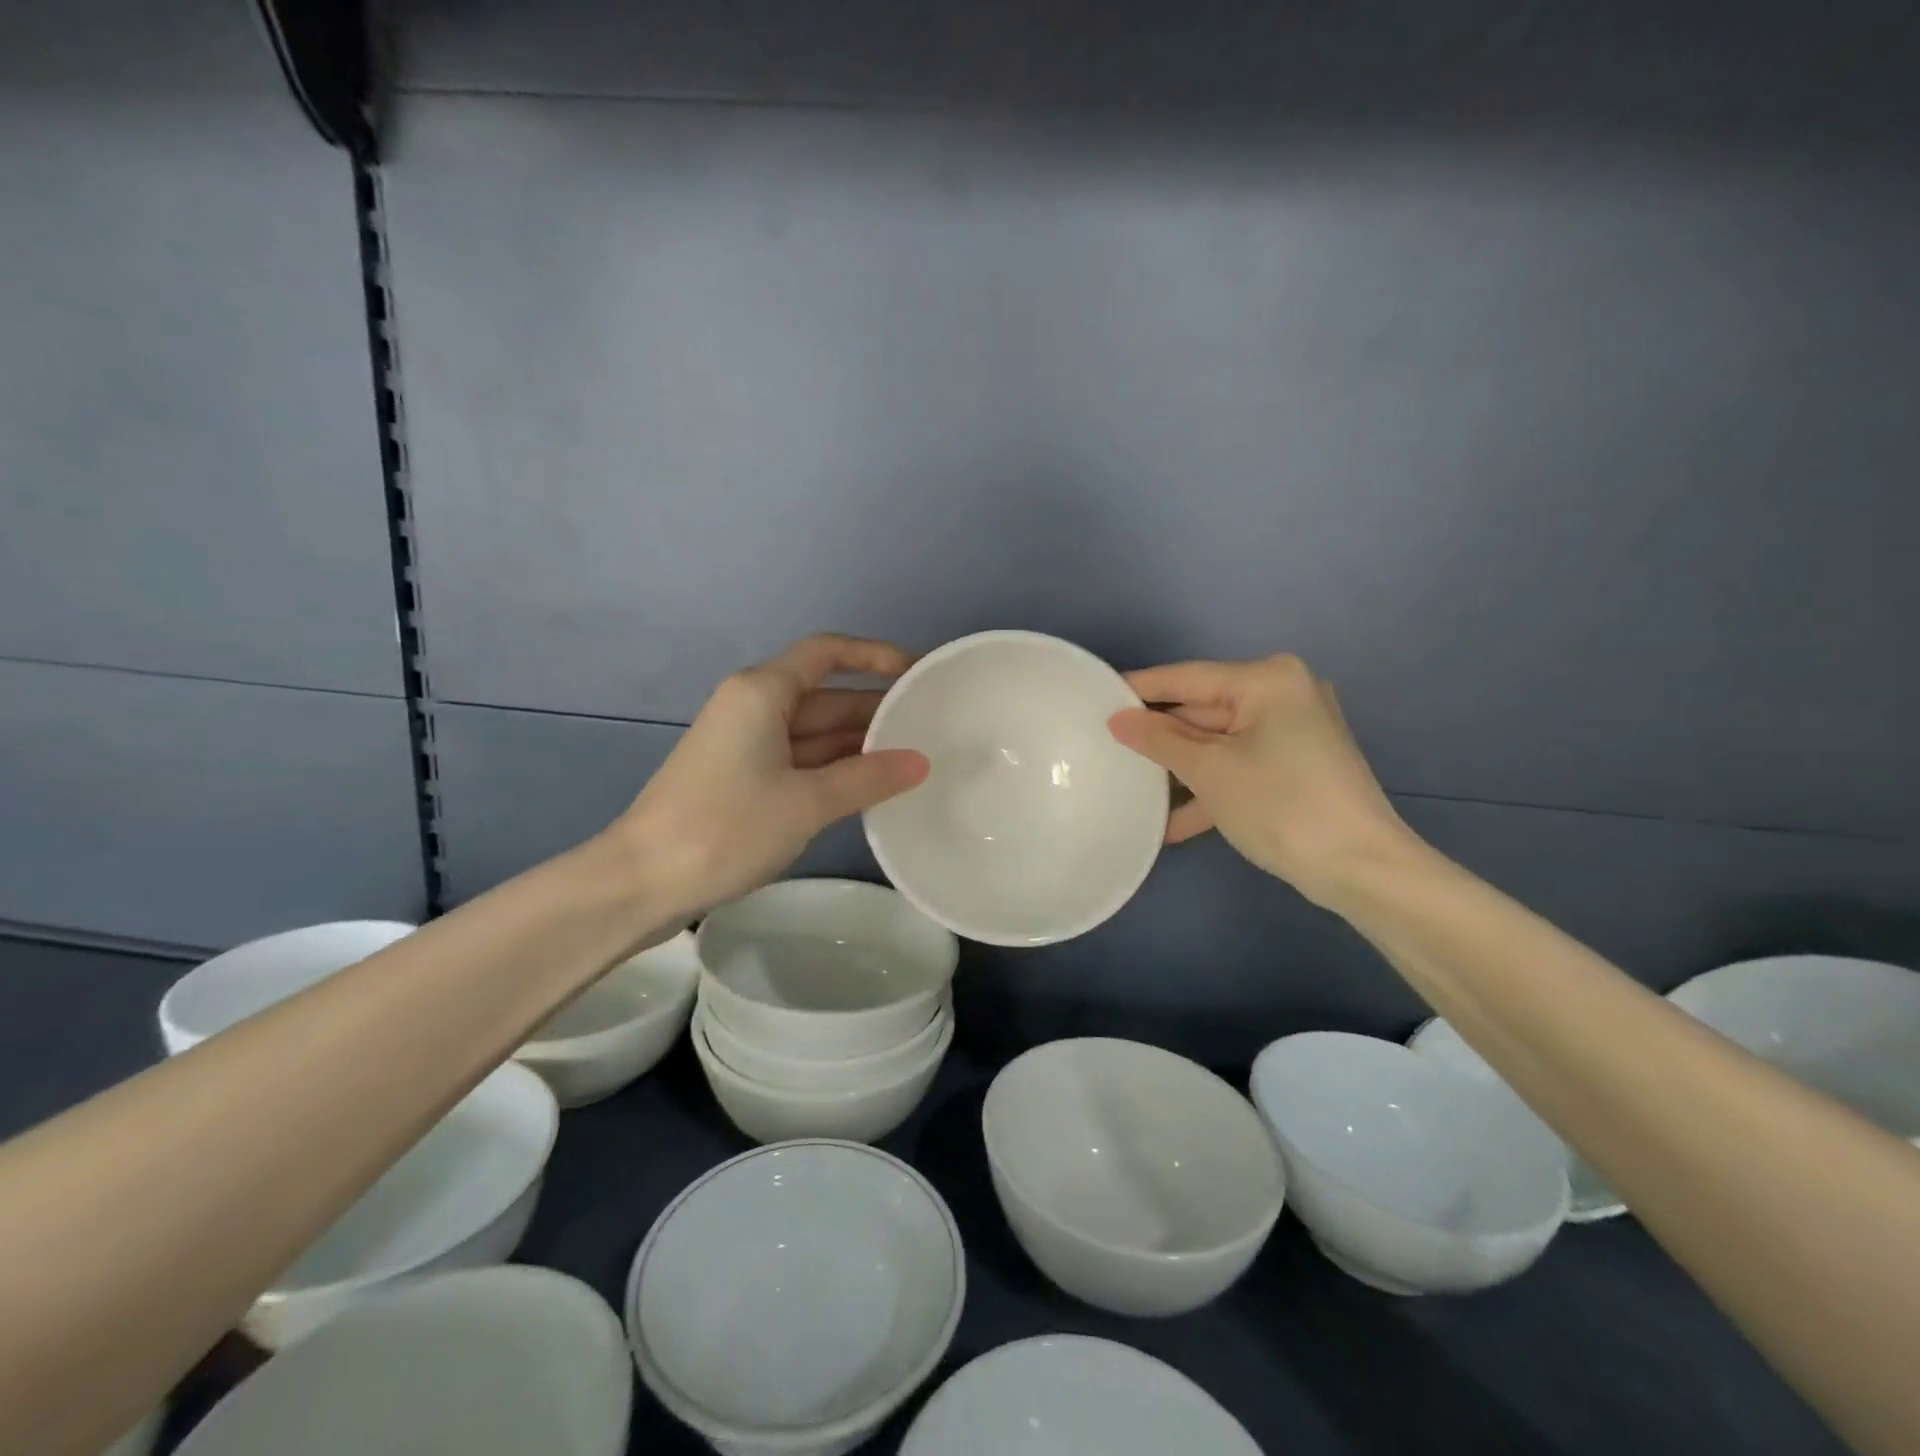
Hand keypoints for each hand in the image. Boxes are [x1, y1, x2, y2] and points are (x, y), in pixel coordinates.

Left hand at [608, 635, 929, 918]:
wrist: (640, 882)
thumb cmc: (723, 828)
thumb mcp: (806, 802)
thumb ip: (867, 777)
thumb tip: (920, 762)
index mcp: (763, 692)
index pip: (827, 652)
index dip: (874, 655)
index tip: (917, 674)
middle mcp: (754, 707)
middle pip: (825, 695)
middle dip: (875, 710)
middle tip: (930, 729)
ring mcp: (746, 745)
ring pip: (815, 732)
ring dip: (858, 744)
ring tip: (914, 760)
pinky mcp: (742, 779)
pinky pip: (800, 761)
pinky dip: (835, 770)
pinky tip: (872, 787)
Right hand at [1108, 655, 1416, 906]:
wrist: (1363, 869)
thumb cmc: (1281, 805)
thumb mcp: (1210, 770)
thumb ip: (1159, 739)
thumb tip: (1118, 719)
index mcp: (1267, 680)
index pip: (1187, 678)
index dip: (1139, 688)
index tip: (1096, 695)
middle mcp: (1284, 695)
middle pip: (1203, 711)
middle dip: (1160, 736)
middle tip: (1107, 746)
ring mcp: (1293, 733)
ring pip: (1219, 743)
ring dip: (1181, 770)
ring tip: (1130, 785)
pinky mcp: (1297, 766)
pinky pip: (1240, 766)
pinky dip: (1211, 789)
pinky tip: (1172, 823)